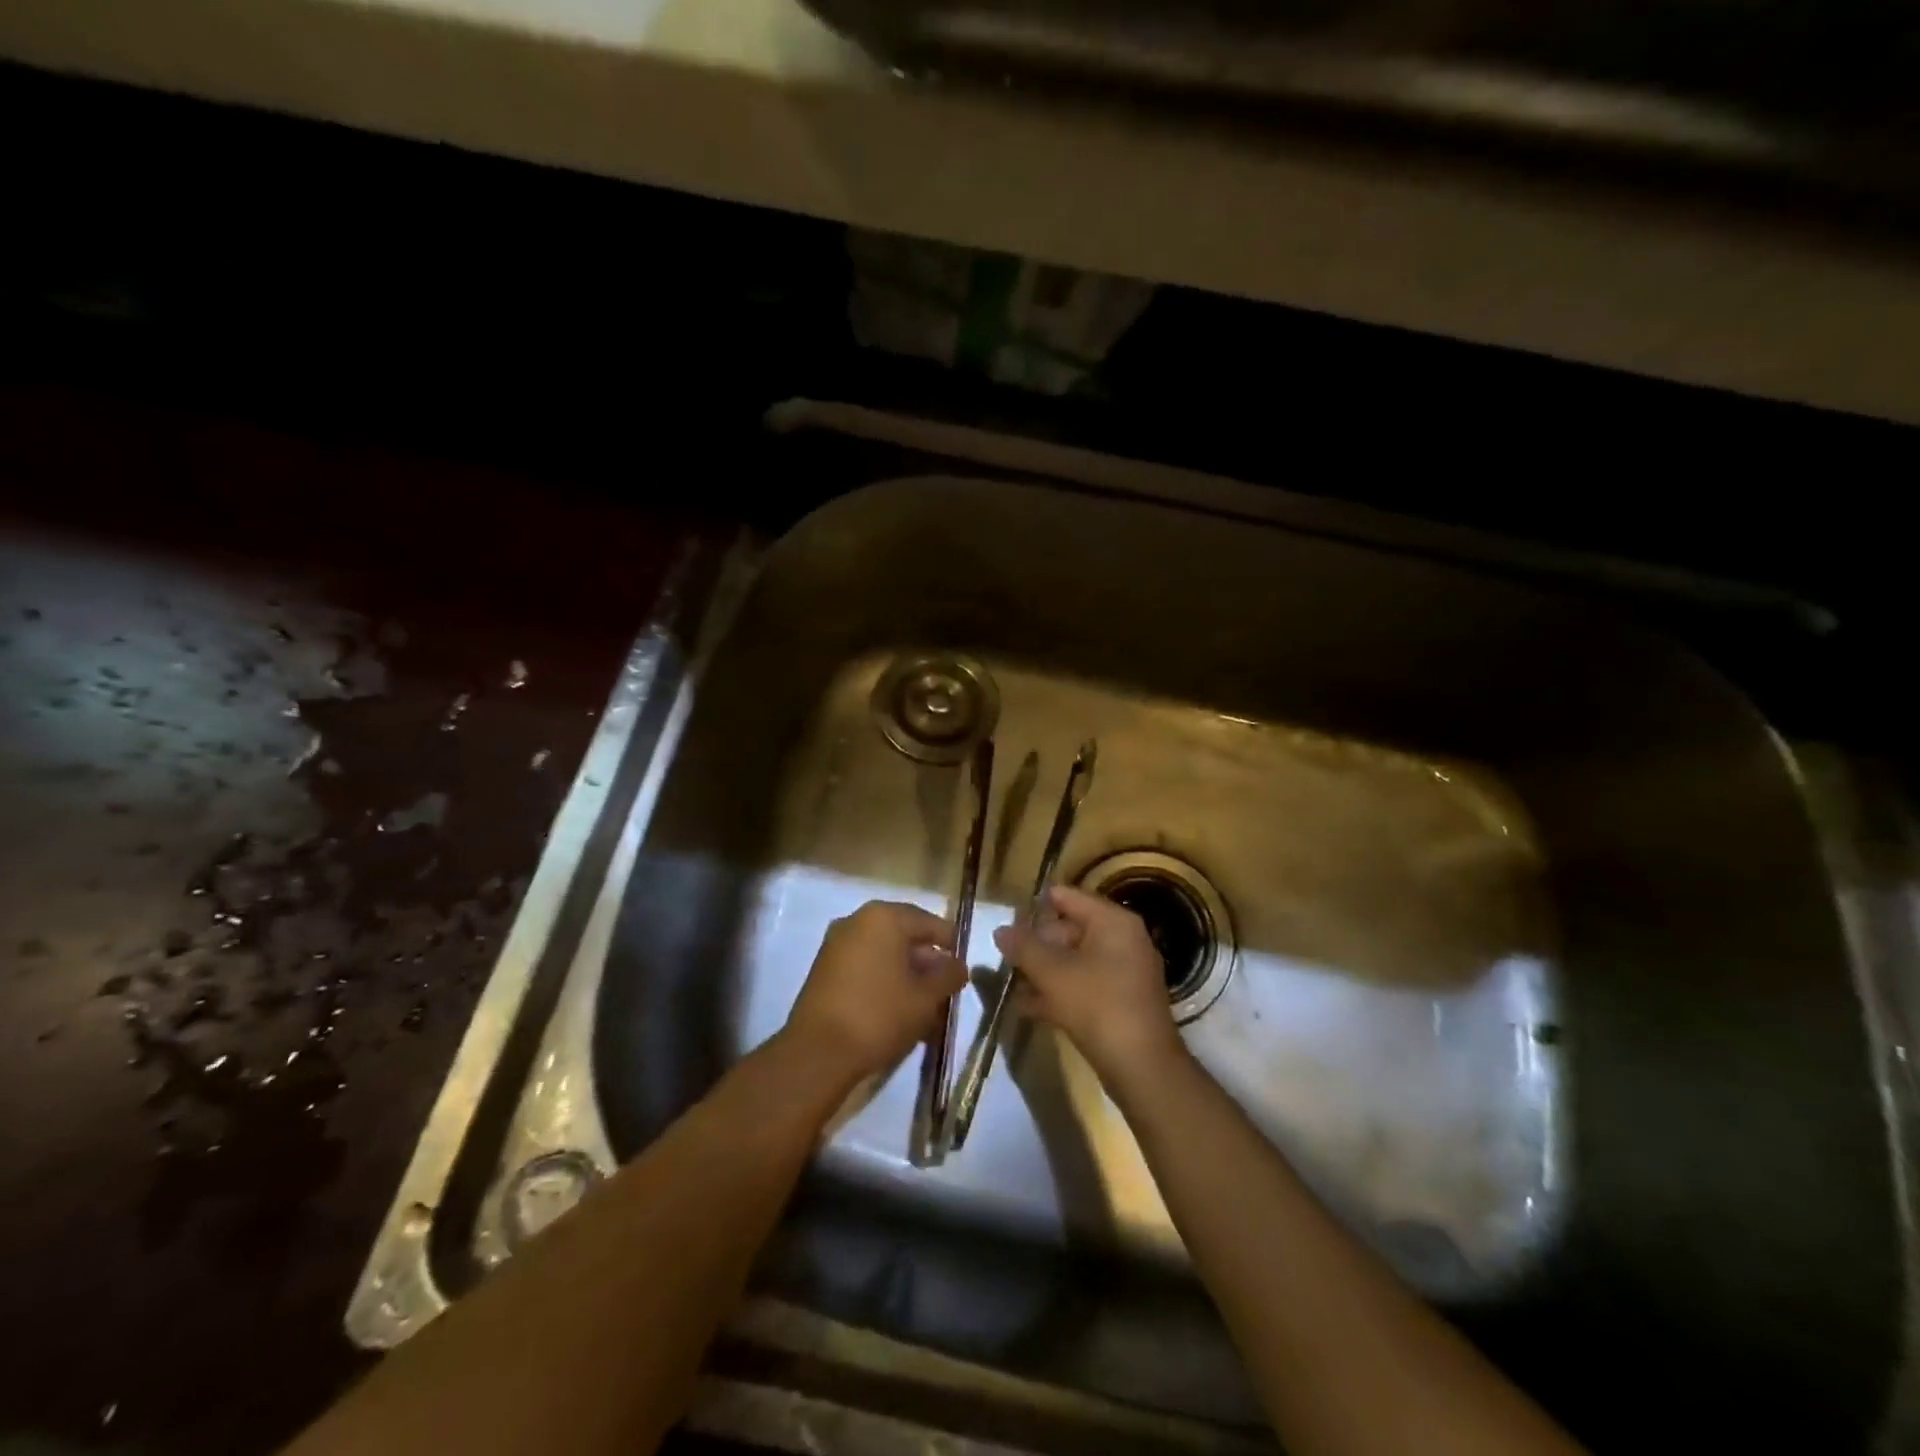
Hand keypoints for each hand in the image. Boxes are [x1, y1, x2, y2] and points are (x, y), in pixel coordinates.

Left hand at [784, 901, 967, 1084]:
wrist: (818, 1052)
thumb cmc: (880, 1015)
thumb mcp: (926, 997)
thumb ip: (948, 975)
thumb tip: (958, 966)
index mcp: (884, 917)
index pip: (928, 922)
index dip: (950, 944)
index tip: (963, 969)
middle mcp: (857, 921)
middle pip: (904, 937)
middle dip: (927, 964)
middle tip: (946, 991)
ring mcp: (837, 944)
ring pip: (884, 955)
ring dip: (907, 976)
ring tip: (926, 1009)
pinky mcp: (824, 969)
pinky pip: (865, 967)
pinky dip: (884, 982)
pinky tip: (899, 1011)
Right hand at [993, 885, 1184, 1084]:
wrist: (1142, 1067)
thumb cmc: (1097, 1005)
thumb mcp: (1052, 973)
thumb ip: (1024, 947)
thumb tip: (1001, 930)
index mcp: (1113, 922)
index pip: (1067, 897)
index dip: (1035, 906)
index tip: (1007, 919)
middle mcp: (1124, 940)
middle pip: (1070, 929)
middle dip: (1037, 944)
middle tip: (1006, 958)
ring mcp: (1126, 972)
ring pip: (1075, 961)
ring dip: (1044, 971)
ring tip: (1011, 983)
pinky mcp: (1122, 1002)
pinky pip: (1084, 985)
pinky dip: (1059, 992)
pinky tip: (1028, 1007)